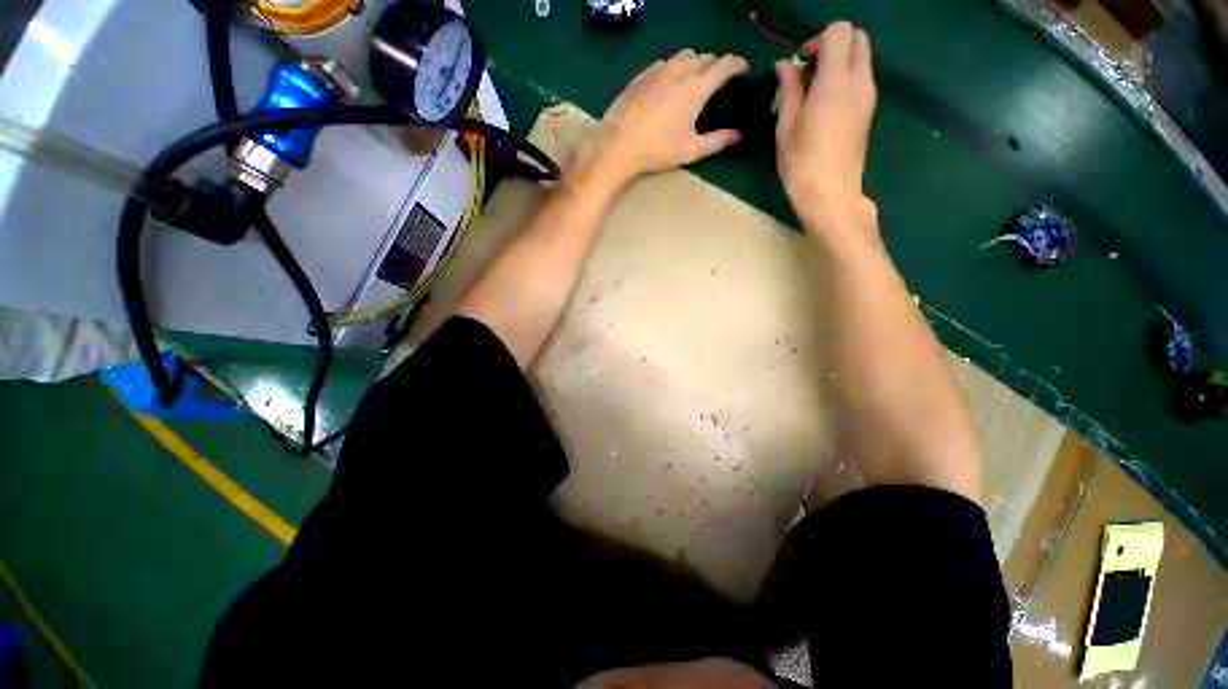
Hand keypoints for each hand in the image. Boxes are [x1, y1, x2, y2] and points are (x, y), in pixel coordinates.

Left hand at [578, 50, 748, 183]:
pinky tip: (669, 86)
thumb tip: (737, 136)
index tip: (742, 71)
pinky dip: (674, 69)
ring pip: (684, 56)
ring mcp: (659, 69)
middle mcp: (680, 70)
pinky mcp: (643, 74)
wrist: (619, 144)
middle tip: (717, 83)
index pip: (725, 64)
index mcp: (697, 87)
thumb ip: (717, 141)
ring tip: (693, 81)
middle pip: (705, 57)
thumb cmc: (658, 149)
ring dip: (695, 64)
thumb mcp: (691, 150)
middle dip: (716, 66)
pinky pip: (665, 63)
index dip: (738, 65)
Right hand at [775, 22, 877, 233]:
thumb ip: (789, 90)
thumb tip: (784, 66)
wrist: (831, 195)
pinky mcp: (869, 111)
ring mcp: (868, 96)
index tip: (800, 64)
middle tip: (809, 72)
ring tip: (813, 92)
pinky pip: (861, 78)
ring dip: (839, 63)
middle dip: (832, 45)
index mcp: (835, 82)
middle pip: (857, 38)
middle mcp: (858, 81)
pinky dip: (845, 79)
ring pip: (861, 57)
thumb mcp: (786, 128)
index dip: (817, 40)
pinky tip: (824, 106)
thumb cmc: (801, 165)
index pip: (839, 31)